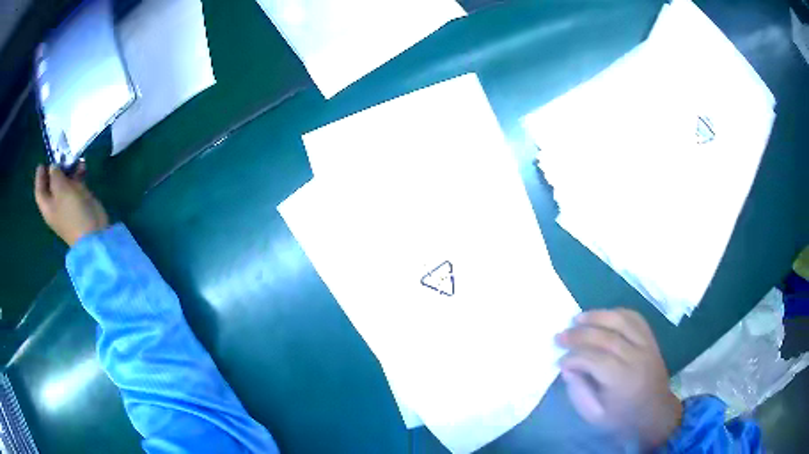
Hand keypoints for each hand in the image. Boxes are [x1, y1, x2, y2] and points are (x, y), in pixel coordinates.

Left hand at [34, 164, 108, 245]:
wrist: (92, 232)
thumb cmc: (72, 212)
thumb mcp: (60, 190)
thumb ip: (55, 175)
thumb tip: (53, 167)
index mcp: (48, 207)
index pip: (39, 191)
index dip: (39, 177)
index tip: (42, 162)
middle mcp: (56, 205)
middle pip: (52, 185)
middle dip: (55, 170)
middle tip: (60, 154)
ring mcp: (68, 203)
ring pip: (65, 182)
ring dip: (69, 168)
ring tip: (74, 156)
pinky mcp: (80, 201)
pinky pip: (77, 183)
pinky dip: (79, 173)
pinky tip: (83, 165)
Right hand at [555, 309, 681, 449]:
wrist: (655, 412)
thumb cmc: (622, 418)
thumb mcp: (595, 415)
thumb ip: (578, 392)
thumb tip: (567, 368)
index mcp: (622, 380)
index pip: (595, 359)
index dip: (574, 357)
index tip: (560, 361)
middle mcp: (636, 357)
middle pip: (606, 336)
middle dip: (579, 334)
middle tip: (560, 336)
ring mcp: (646, 344)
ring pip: (621, 320)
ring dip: (596, 316)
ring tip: (577, 319)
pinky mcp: (651, 338)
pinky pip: (634, 317)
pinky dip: (616, 313)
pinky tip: (602, 317)